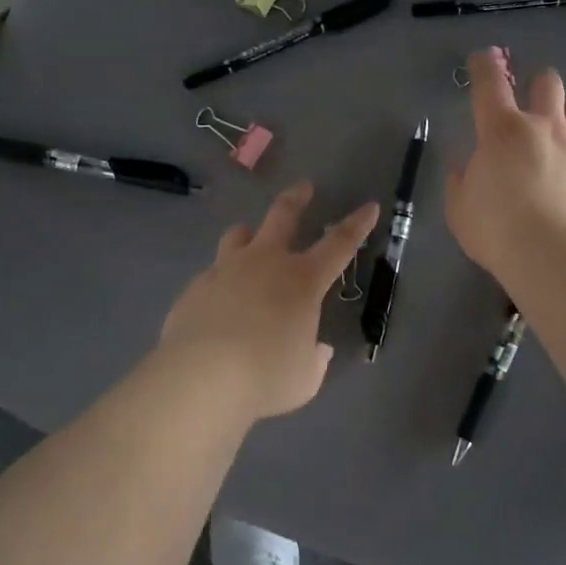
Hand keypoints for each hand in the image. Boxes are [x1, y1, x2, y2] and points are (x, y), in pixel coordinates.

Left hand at [158, 182, 379, 420]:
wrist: (200, 377)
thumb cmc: (265, 377)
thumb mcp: (304, 377)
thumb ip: (314, 359)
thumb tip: (318, 349)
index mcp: (302, 280)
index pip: (339, 243)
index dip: (358, 224)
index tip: (369, 207)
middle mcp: (265, 262)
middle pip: (283, 215)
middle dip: (297, 198)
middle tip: (303, 187)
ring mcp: (226, 269)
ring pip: (239, 235)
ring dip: (249, 234)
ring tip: (250, 238)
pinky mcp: (196, 286)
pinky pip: (213, 273)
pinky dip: (222, 280)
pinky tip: (219, 302)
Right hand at [445, 48, 565, 281]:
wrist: (555, 259)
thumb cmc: (496, 231)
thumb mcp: (460, 209)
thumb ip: (461, 181)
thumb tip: (465, 166)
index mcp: (502, 131)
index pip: (490, 83)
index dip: (485, 65)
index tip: (484, 58)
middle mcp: (545, 128)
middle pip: (548, 84)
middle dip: (539, 86)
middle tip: (533, 104)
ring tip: (561, 141)